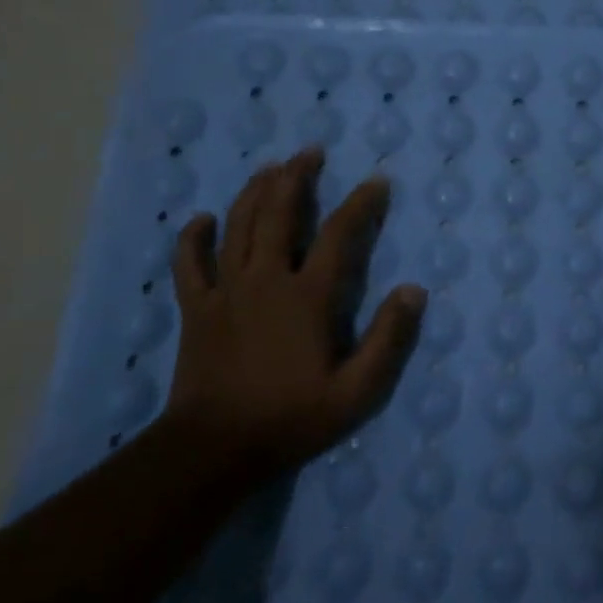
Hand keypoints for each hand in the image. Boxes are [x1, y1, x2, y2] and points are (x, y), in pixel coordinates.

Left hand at [167, 146, 425, 478]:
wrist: (214, 450)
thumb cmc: (291, 418)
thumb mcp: (356, 392)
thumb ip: (389, 339)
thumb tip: (413, 290)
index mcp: (307, 296)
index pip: (340, 234)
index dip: (361, 203)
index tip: (377, 182)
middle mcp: (266, 280)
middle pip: (280, 214)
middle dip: (297, 177)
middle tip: (310, 152)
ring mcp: (226, 291)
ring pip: (238, 226)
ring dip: (254, 192)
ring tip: (269, 167)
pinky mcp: (196, 309)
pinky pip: (189, 264)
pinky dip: (193, 238)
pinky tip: (201, 220)